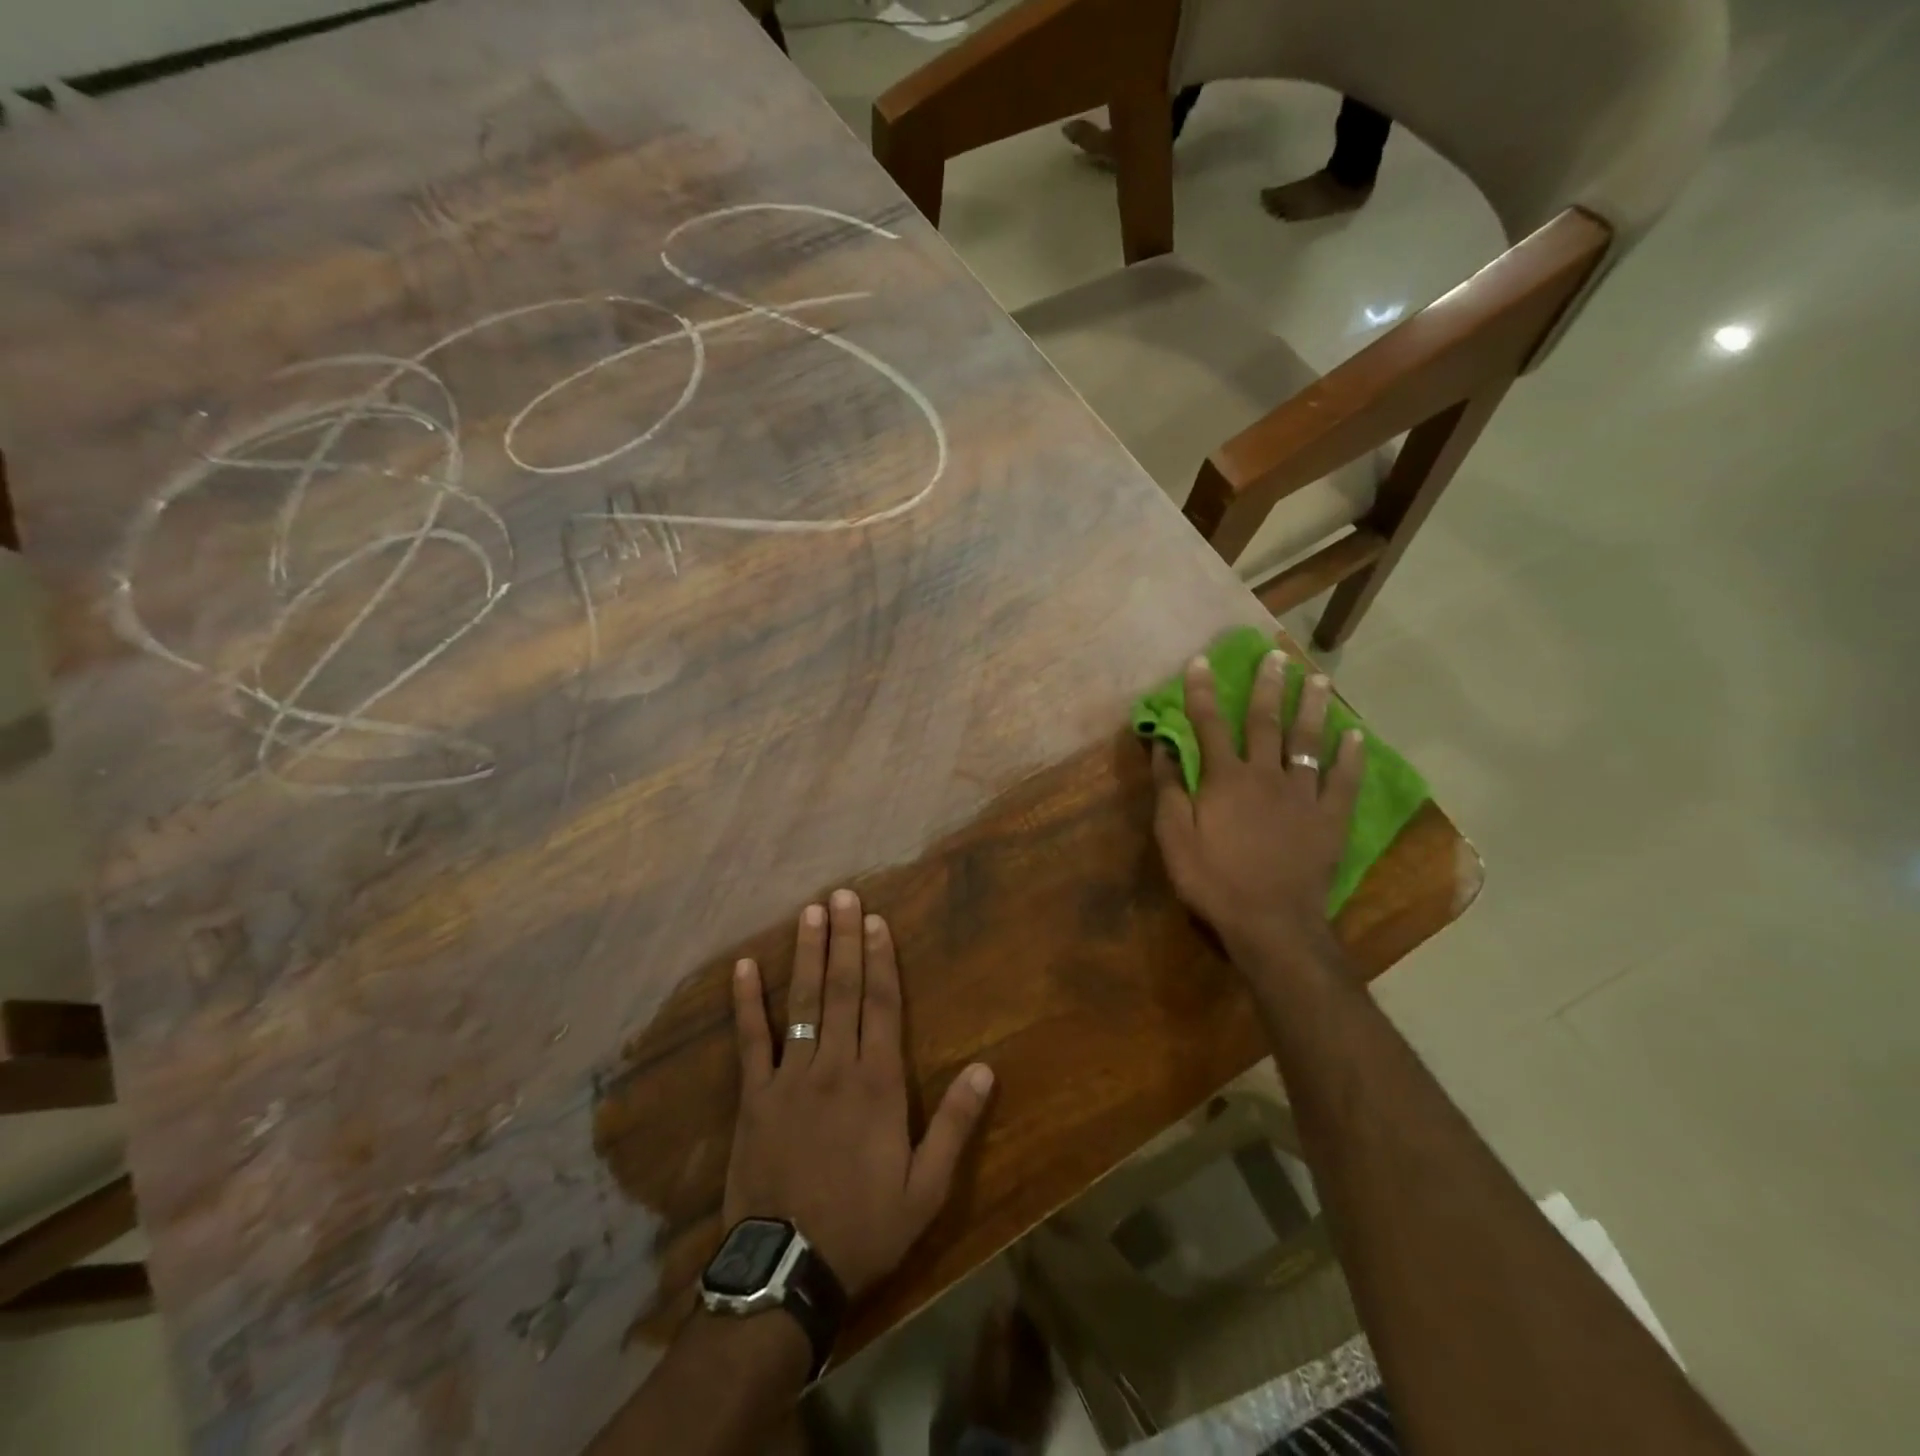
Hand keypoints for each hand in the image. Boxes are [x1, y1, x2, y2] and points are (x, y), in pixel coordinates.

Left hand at [725, 889, 995, 1299]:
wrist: (788, 1270)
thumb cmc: (865, 1226)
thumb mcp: (927, 1188)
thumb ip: (955, 1124)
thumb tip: (986, 1069)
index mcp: (877, 1083)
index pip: (881, 1005)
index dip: (880, 959)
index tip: (876, 920)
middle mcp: (834, 1066)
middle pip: (842, 990)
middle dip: (843, 940)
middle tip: (841, 896)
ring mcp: (790, 1077)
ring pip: (801, 1002)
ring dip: (807, 955)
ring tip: (809, 913)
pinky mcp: (753, 1096)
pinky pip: (750, 1039)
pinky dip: (746, 1002)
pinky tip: (745, 966)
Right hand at [1151, 650, 1362, 968]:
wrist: (1271, 923)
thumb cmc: (1213, 880)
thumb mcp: (1174, 838)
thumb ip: (1169, 789)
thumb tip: (1163, 746)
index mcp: (1225, 779)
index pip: (1209, 725)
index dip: (1202, 692)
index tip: (1200, 661)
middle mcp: (1265, 775)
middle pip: (1266, 722)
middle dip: (1267, 686)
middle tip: (1275, 655)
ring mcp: (1303, 795)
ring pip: (1308, 741)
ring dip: (1312, 707)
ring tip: (1317, 678)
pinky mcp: (1330, 818)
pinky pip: (1344, 781)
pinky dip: (1350, 757)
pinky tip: (1356, 735)